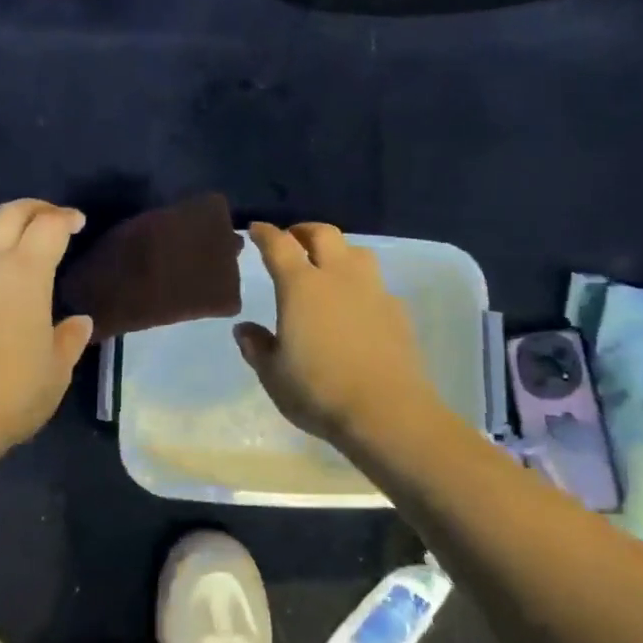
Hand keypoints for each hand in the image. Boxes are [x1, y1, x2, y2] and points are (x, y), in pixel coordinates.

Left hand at [0, 199, 95, 452]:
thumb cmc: (9, 396)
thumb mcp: (55, 373)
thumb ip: (69, 339)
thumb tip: (79, 321)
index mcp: (24, 274)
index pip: (49, 226)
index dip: (66, 218)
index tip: (77, 223)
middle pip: (9, 214)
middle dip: (34, 210)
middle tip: (48, 221)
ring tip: (7, 249)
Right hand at [235, 222, 445, 445]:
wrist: (387, 412)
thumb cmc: (319, 390)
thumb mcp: (273, 374)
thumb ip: (257, 346)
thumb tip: (244, 329)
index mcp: (300, 286)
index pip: (279, 245)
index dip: (265, 233)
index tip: (256, 230)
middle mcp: (338, 277)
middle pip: (323, 234)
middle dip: (304, 231)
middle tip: (292, 239)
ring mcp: (373, 291)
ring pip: (357, 252)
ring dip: (338, 251)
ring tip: (328, 266)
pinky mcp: (397, 311)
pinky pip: (376, 284)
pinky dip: (361, 284)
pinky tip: (356, 306)